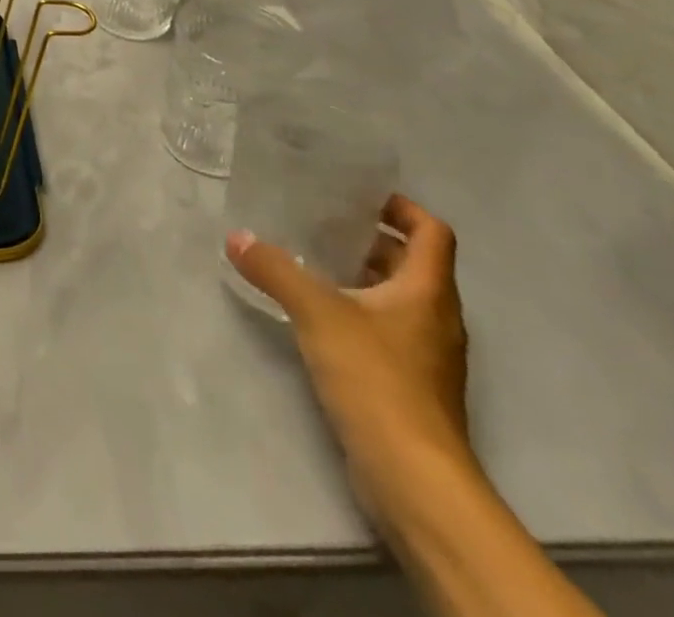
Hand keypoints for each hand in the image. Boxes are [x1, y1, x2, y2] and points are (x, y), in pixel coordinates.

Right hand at [228, 194, 470, 515]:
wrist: (414, 478)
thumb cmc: (377, 379)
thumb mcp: (318, 313)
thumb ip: (276, 270)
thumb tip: (236, 237)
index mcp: (428, 292)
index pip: (431, 232)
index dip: (402, 207)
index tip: (361, 196)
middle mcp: (436, 318)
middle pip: (413, 264)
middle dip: (371, 240)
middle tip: (321, 223)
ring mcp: (428, 356)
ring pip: (399, 299)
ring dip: (363, 277)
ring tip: (312, 262)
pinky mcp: (411, 386)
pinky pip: (388, 331)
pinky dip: (359, 312)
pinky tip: (318, 316)